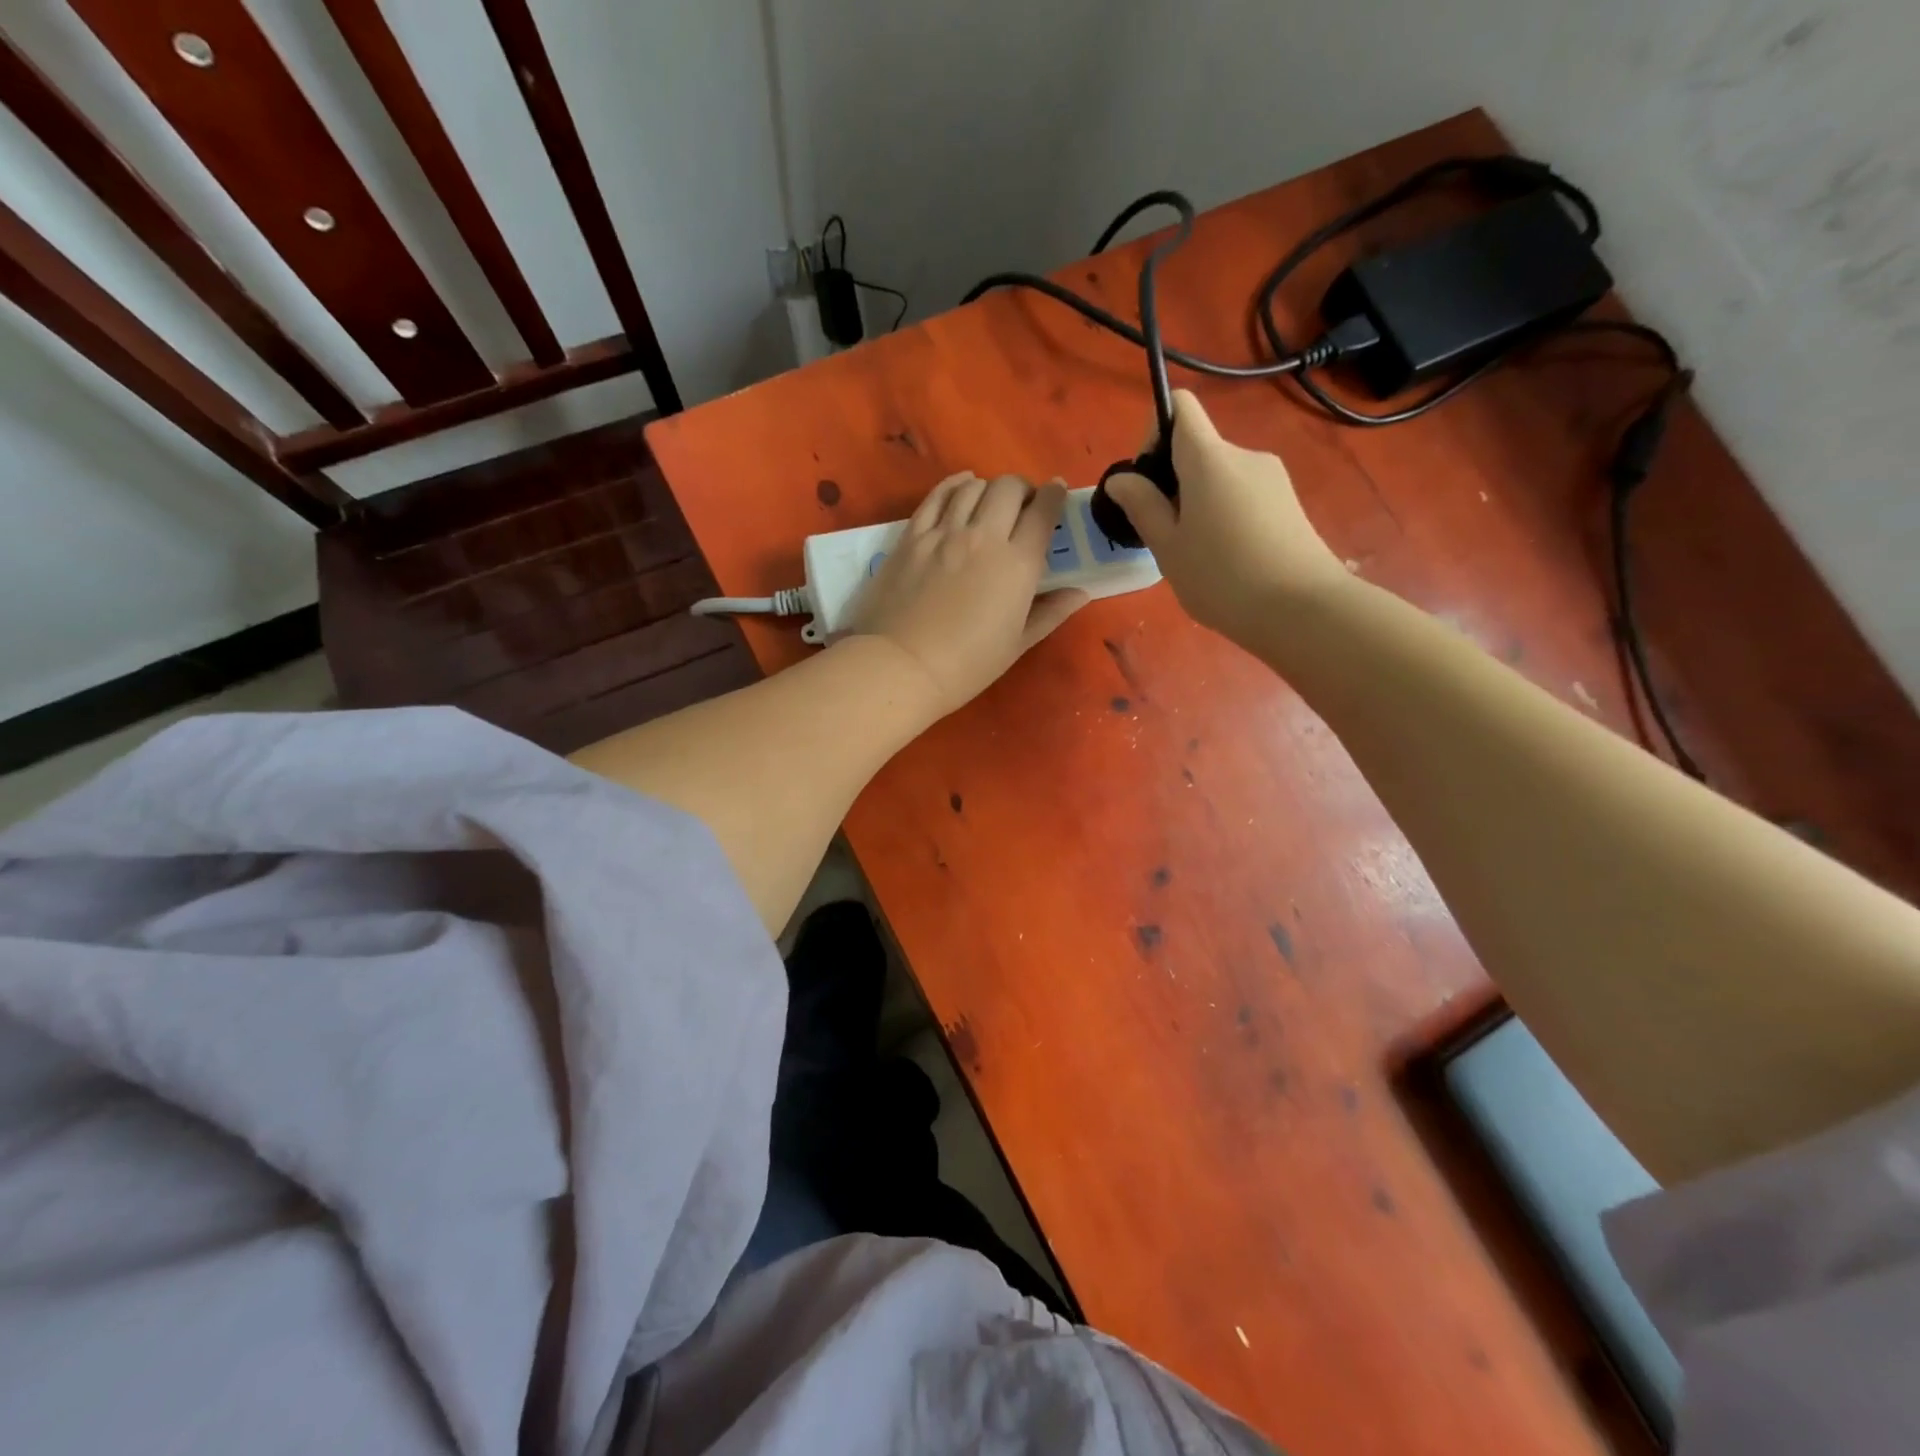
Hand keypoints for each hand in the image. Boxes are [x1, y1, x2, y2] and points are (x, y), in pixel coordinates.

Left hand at [852, 472, 1088, 715]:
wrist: (902, 666)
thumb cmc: (967, 665)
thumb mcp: (1017, 644)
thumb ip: (1050, 613)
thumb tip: (1080, 593)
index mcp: (1018, 565)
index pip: (1043, 513)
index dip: (1055, 496)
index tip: (1057, 492)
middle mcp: (984, 537)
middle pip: (1009, 488)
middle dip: (1023, 489)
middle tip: (1023, 504)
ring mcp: (944, 533)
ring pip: (973, 486)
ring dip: (989, 488)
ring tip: (990, 501)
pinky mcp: (911, 536)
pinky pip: (937, 496)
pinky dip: (954, 484)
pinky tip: (962, 485)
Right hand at [1105, 390, 1346, 644]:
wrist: (1302, 610)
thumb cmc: (1222, 578)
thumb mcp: (1168, 547)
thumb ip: (1142, 506)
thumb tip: (1121, 478)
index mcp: (1209, 458)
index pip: (1180, 406)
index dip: (1154, 431)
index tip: (1148, 480)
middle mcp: (1244, 455)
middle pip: (1198, 448)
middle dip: (1174, 482)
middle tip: (1166, 535)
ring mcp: (1272, 478)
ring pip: (1220, 477)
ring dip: (1199, 503)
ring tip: (1197, 555)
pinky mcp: (1288, 503)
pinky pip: (1243, 496)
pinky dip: (1225, 516)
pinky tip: (1227, 560)